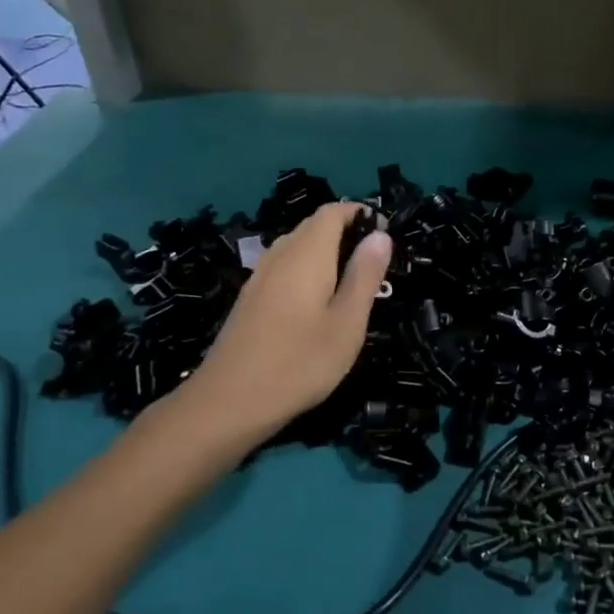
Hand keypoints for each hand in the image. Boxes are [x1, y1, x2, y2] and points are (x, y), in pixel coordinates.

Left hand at [188, 202, 392, 433]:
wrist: (230, 401)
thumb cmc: (300, 362)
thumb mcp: (347, 322)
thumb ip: (364, 275)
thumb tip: (380, 236)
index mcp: (307, 254)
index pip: (333, 212)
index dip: (359, 214)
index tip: (384, 235)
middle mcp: (281, 254)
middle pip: (314, 226)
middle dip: (345, 232)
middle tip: (374, 263)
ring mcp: (260, 276)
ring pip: (297, 246)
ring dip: (326, 252)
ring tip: (350, 283)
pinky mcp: (250, 298)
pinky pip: (284, 267)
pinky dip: (307, 270)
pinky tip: (317, 303)